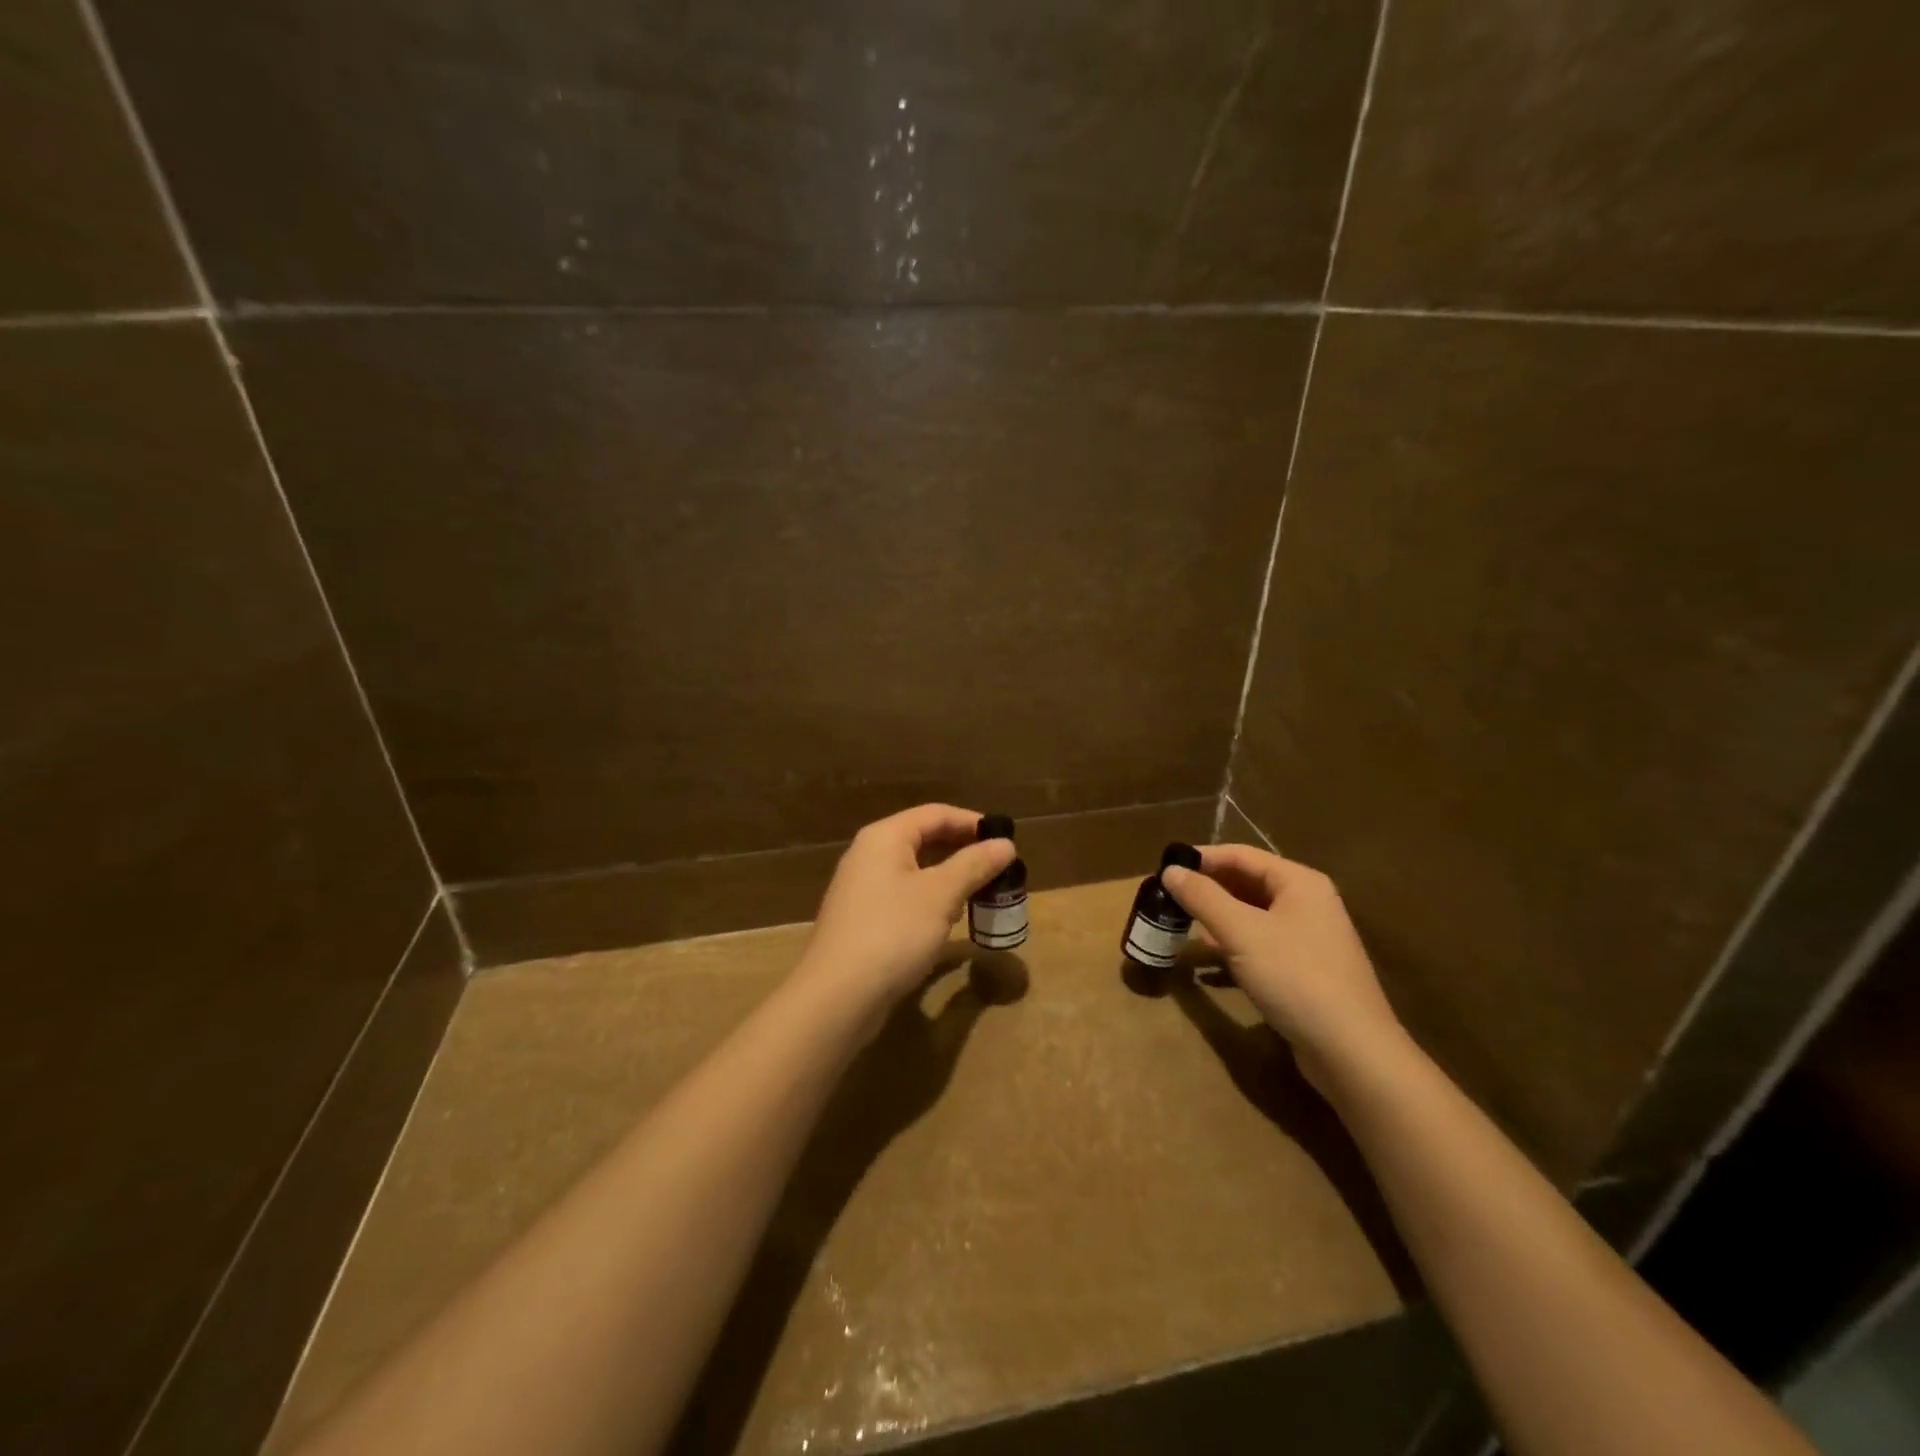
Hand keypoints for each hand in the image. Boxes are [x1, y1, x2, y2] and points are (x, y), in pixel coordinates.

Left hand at [794, 804, 1014, 1020]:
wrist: (837, 996)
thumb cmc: (893, 933)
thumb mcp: (940, 895)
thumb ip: (974, 865)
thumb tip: (1006, 844)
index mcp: (884, 837)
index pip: (935, 814)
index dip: (972, 822)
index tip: (1006, 838)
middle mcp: (868, 855)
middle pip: (922, 838)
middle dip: (962, 850)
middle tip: (998, 866)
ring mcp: (862, 888)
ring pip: (914, 869)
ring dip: (948, 876)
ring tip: (981, 890)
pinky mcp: (862, 919)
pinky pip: (903, 895)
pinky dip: (930, 899)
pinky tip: (949, 918)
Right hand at [1162, 845, 1400, 1088]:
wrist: (1352, 1052)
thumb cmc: (1296, 978)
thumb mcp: (1241, 933)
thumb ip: (1203, 898)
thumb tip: (1170, 871)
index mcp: (1299, 882)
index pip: (1241, 855)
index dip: (1201, 859)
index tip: (1164, 869)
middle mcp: (1308, 903)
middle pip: (1247, 883)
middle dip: (1207, 890)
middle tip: (1167, 899)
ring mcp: (1308, 938)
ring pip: (1252, 916)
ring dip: (1217, 919)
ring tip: (1180, 928)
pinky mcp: (1304, 971)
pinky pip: (1260, 946)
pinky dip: (1232, 948)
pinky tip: (1208, 966)